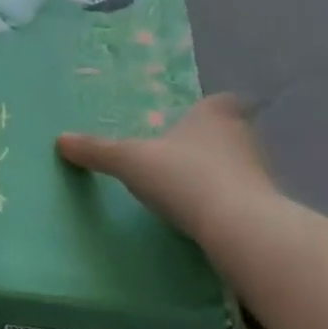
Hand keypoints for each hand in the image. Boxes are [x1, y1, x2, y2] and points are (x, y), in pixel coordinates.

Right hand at [57, 94, 272, 232]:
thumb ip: (98, 150)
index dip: (209, 107)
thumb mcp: (130, 161)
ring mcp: (259, 172)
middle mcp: (242, 136)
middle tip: (182, 152)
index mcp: (213, 114)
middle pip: (229, 131)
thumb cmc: (184, 177)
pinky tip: (205, 215)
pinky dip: (226, 202)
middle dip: (210, 140)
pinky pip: (242, 197)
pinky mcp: (266, 207)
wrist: (239, 228)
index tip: (196, 118)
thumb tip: (60, 140)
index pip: (220, 100)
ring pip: (237, 165)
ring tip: (189, 187)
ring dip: (219, 173)